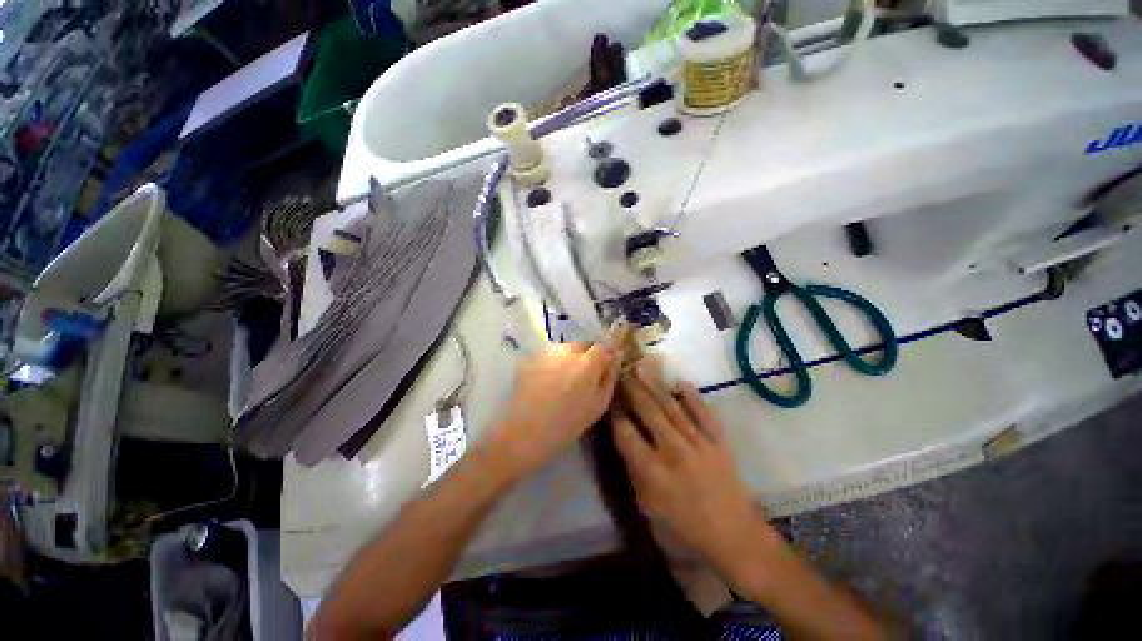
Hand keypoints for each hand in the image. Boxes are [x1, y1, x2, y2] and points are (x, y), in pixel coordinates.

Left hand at [488, 342, 618, 478]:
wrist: (524, 432)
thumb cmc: (567, 424)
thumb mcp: (598, 405)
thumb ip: (610, 377)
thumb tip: (614, 359)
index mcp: (587, 362)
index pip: (603, 346)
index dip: (605, 357)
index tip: (604, 369)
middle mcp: (567, 350)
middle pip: (583, 344)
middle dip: (588, 355)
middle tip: (584, 377)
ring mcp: (546, 352)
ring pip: (565, 348)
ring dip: (570, 358)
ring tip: (564, 380)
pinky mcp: (530, 358)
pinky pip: (549, 355)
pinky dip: (554, 362)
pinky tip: (548, 382)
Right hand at [612, 362, 779, 585]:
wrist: (737, 540)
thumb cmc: (686, 532)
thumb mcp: (649, 511)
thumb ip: (635, 475)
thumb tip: (625, 443)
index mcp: (652, 472)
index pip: (626, 432)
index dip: (615, 413)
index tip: (610, 398)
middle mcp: (673, 450)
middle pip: (648, 411)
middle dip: (632, 388)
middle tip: (622, 370)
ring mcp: (699, 443)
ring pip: (672, 407)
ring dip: (655, 385)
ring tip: (643, 366)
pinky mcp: (719, 442)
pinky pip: (704, 413)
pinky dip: (693, 396)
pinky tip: (680, 381)